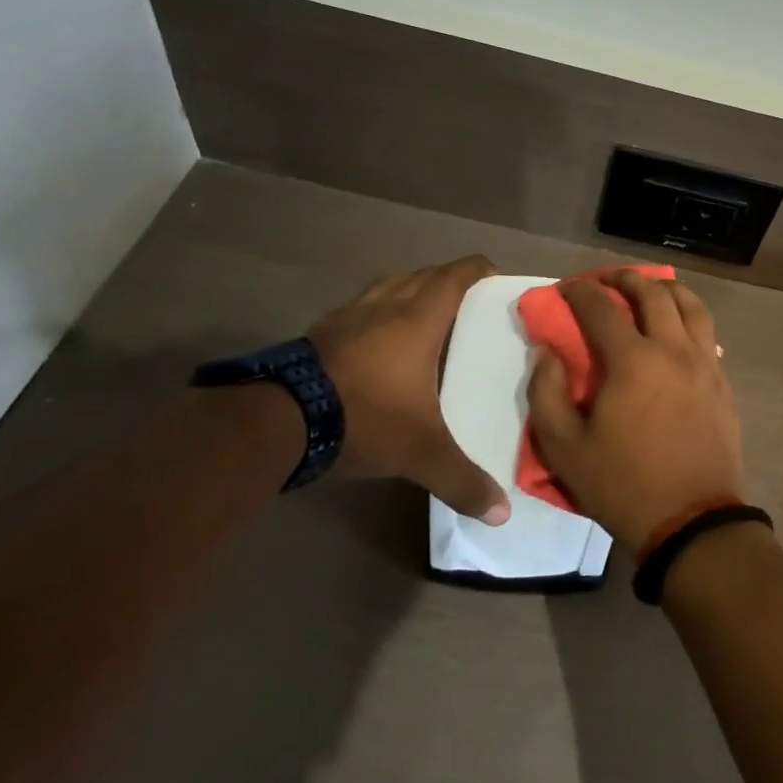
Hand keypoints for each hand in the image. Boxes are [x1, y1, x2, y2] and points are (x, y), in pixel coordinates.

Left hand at [307, 254, 510, 524]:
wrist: (279, 422)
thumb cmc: (365, 419)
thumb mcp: (420, 453)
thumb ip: (462, 479)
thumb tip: (502, 512)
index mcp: (418, 321)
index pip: (454, 277)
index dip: (476, 269)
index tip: (493, 274)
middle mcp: (385, 307)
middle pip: (423, 275)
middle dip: (447, 279)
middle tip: (467, 299)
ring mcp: (348, 316)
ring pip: (388, 286)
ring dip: (410, 290)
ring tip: (423, 313)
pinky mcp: (320, 332)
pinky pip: (359, 308)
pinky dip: (376, 312)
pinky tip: (375, 339)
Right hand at [527, 270, 744, 550]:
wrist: (692, 522)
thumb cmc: (623, 485)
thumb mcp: (565, 449)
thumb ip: (546, 393)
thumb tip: (547, 352)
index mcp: (633, 361)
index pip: (601, 308)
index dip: (580, 292)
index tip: (566, 288)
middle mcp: (673, 350)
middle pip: (653, 293)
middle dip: (626, 278)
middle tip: (608, 280)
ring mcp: (705, 364)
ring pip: (691, 305)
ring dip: (666, 289)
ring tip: (650, 290)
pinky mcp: (723, 382)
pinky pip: (708, 333)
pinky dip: (690, 317)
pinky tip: (679, 329)